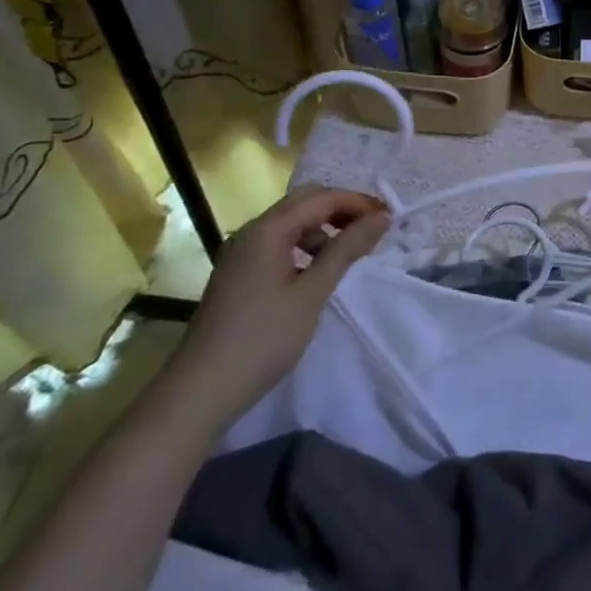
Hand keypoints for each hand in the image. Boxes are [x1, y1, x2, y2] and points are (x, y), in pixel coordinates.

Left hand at [164, 188, 389, 430]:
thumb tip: (381, 217)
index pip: (321, 199)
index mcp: (267, 230)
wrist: (200, 392)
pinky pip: (277, 243)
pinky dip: (304, 246)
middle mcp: (251, 232)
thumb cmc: (263, 339)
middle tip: (372, 229)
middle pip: (304, 202)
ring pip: (290, 222)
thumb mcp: (312, 293)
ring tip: (348, 253)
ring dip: (323, 228)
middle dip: (341, 209)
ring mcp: (240, 253)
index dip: (358, 203)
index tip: (389, 217)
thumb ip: (347, 249)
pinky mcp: (237, 273)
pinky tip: (316, 271)